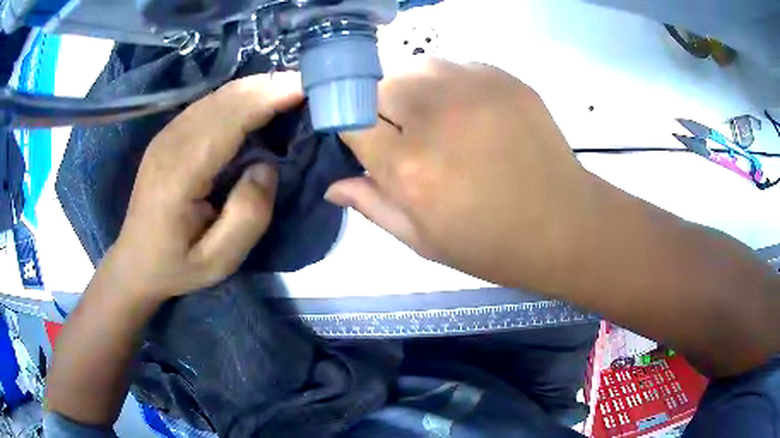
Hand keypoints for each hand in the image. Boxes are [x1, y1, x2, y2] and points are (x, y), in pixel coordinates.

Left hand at [103, 73, 303, 298]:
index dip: (268, 99)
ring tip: (289, 88)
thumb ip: (247, 216)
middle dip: (268, 85)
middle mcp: (170, 143)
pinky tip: (256, 100)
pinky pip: (208, 104)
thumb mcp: (218, 261)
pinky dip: (238, 96)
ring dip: (255, 87)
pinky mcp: (168, 135)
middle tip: (309, 84)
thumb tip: (266, 167)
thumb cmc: (176, 266)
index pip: (229, 120)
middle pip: (224, 99)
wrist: (134, 262)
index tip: (306, 87)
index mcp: (180, 173)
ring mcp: (166, 135)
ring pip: (217, 96)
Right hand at [327, 60, 595, 289]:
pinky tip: (468, 110)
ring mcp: (475, 89)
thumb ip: (373, 205)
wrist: (564, 225)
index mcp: (409, 166)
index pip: (349, 119)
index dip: (347, 124)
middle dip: (379, 105)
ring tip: (436, 118)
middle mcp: (436, 116)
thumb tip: (332, 185)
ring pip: (416, 67)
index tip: (358, 136)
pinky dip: (449, 83)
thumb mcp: (423, 240)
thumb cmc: (491, 244)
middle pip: (380, 85)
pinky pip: (456, 66)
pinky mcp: (505, 78)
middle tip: (401, 132)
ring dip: (413, 89)